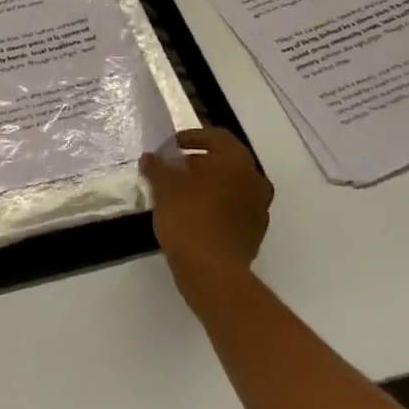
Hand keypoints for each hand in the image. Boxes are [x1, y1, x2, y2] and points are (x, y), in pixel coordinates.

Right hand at [141, 127, 273, 317]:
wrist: (212, 272)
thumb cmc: (189, 217)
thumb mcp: (164, 187)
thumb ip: (157, 167)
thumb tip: (150, 158)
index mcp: (236, 162)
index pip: (216, 137)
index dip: (192, 137)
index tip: (171, 146)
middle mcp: (255, 180)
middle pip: (225, 161)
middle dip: (199, 162)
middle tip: (173, 169)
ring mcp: (258, 209)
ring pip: (231, 187)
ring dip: (208, 185)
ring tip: (180, 193)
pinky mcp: (254, 233)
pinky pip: (233, 209)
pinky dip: (215, 206)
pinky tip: (193, 215)